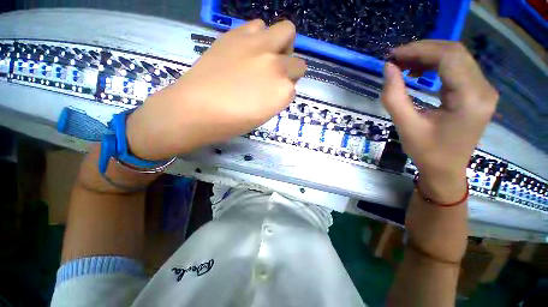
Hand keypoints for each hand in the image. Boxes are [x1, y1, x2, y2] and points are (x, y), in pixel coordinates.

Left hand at [126, 19, 306, 159]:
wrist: (196, 109)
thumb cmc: (232, 122)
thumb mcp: (264, 116)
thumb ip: (276, 97)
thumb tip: (277, 85)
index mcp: (283, 92)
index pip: (294, 86)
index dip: (284, 90)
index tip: (273, 94)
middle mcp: (277, 65)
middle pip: (297, 61)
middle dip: (289, 68)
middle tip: (274, 74)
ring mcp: (258, 46)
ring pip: (285, 31)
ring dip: (278, 45)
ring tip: (262, 57)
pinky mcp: (236, 34)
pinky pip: (258, 26)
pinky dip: (259, 37)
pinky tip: (246, 50)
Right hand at [381, 41, 498, 201]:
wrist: (446, 169)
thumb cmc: (427, 152)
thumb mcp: (406, 125)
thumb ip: (394, 96)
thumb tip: (388, 68)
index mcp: (471, 98)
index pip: (448, 57)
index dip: (419, 50)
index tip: (393, 55)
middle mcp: (483, 89)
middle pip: (455, 52)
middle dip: (422, 50)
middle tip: (396, 58)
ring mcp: (483, 89)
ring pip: (457, 57)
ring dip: (428, 56)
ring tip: (404, 65)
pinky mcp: (477, 92)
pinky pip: (458, 68)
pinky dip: (436, 64)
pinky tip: (419, 72)